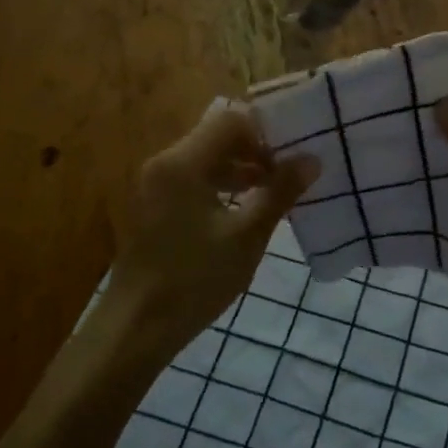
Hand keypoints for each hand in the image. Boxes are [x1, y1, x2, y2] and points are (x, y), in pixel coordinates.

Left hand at [100, 103, 318, 362]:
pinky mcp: (154, 206)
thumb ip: (280, 193)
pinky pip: (193, 180)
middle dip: (256, 150)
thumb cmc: (194, 279)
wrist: (135, 328)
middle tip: (291, 173)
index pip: (230, 119)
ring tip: (275, 193)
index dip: (266, 131)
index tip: (295, 153)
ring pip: (206, 159)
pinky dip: (221, 185)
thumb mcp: (246, 236)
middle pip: (217, 136)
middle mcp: (165, 163)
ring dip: (241, 169)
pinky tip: (245, 210)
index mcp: (183, 162)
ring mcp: (155, 185)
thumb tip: (312, 159)